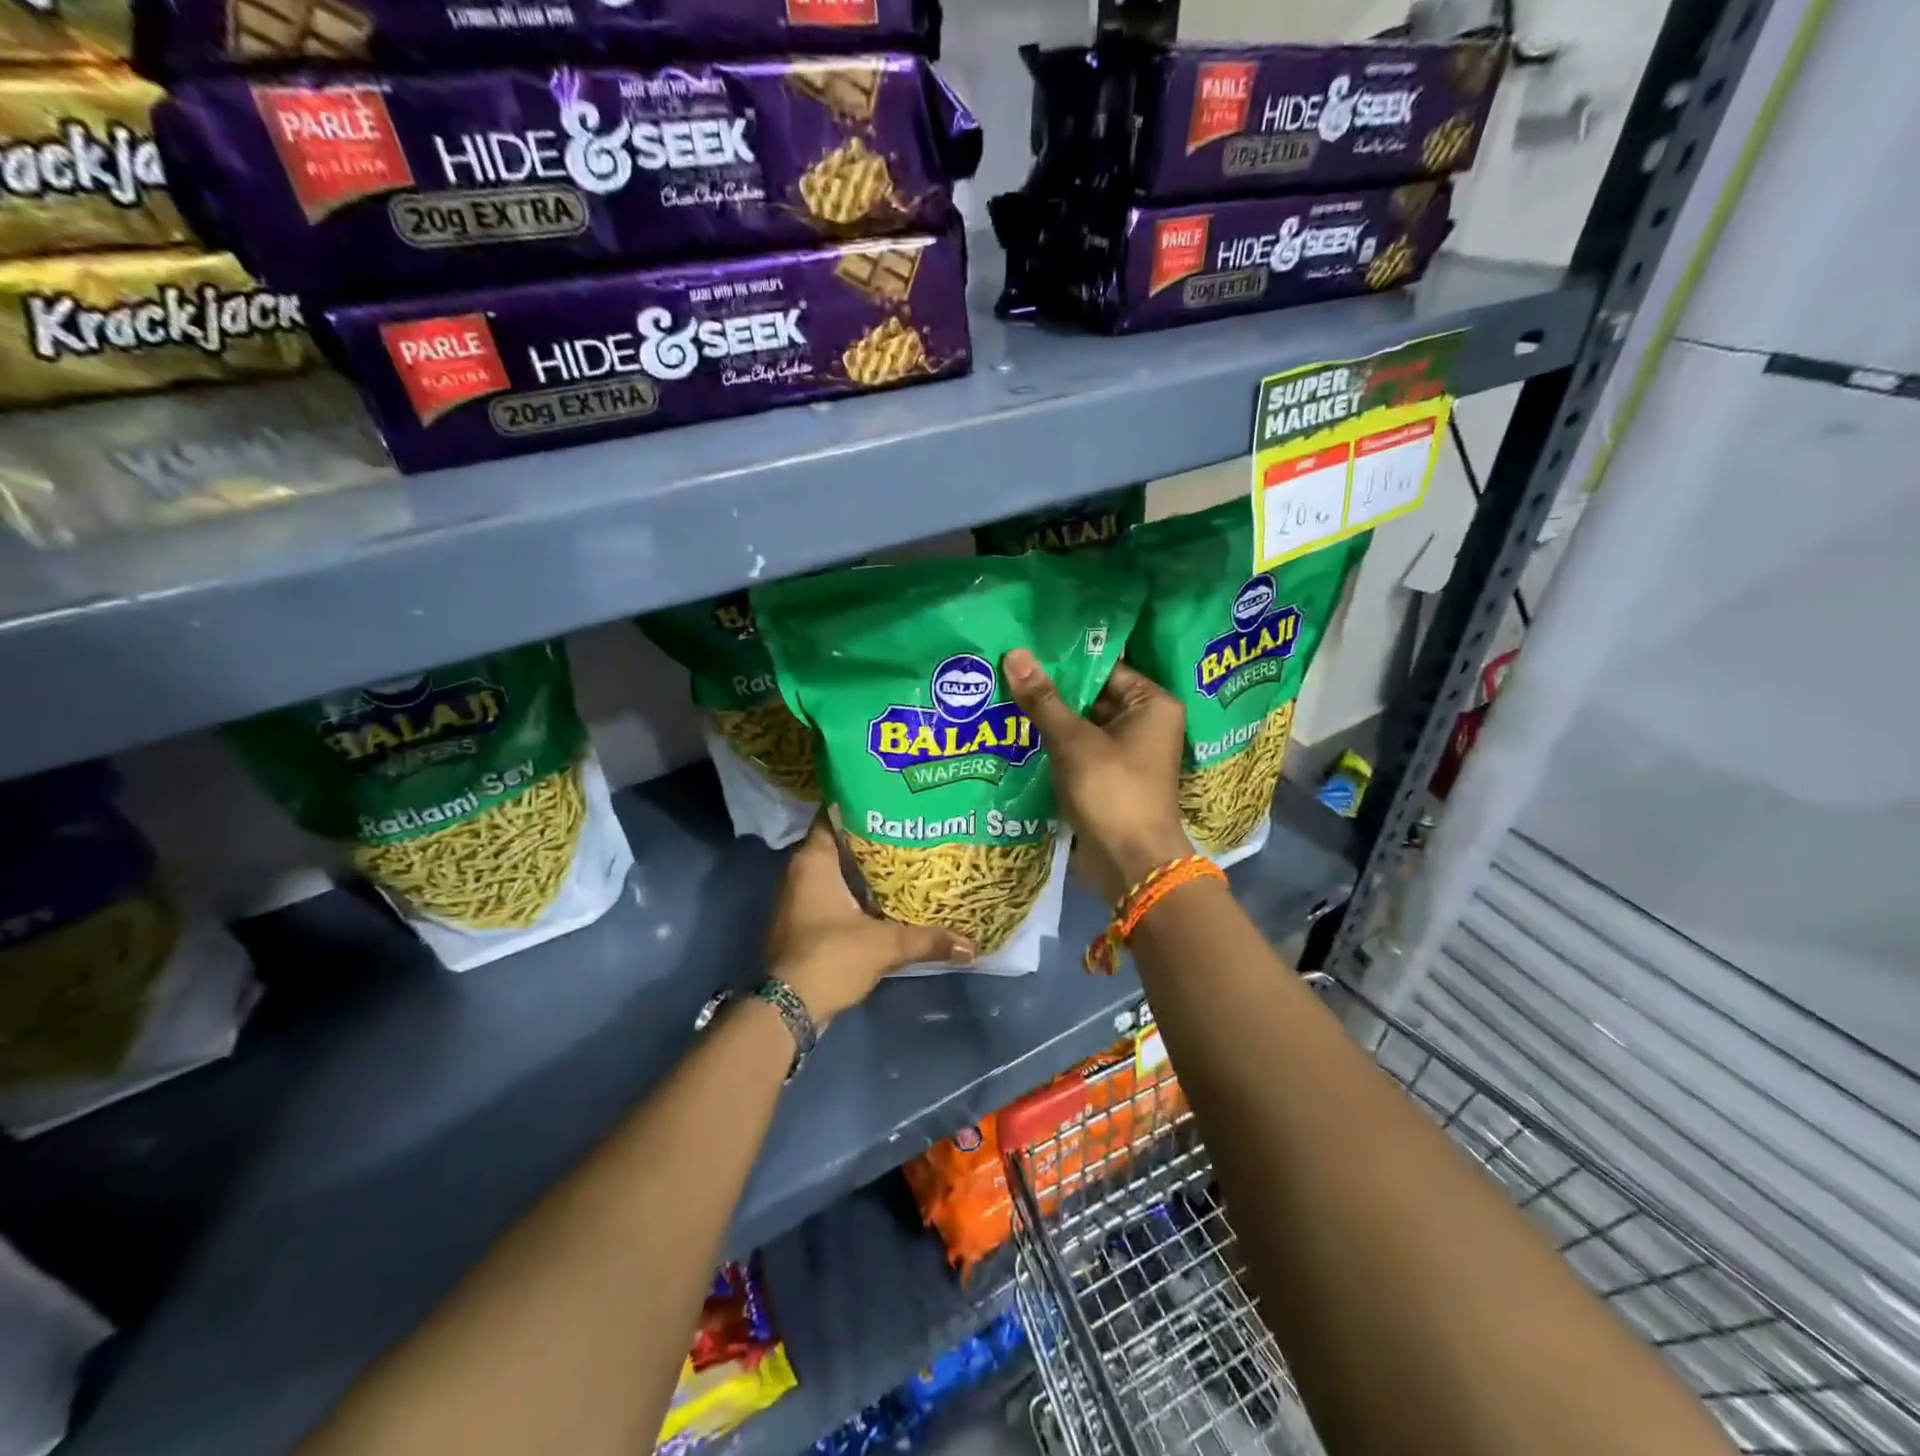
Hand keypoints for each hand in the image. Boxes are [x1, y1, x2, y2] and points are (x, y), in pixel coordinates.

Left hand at [764, 817, 973, 1022]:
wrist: (790, 1008)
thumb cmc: (832, 956)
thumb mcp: (885, 945)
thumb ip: (927, 939)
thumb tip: (971, 945)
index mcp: (813, 861)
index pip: (833, 815)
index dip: (860, 804)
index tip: (891, 799)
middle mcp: (799, 873)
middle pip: (837, 843)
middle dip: (869, 837)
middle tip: (907, 828)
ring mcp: (796, 899)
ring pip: (833, 871)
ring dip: (860, 867)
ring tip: (901, 859)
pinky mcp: (800, 924)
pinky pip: (830, 895)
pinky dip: (852, 893)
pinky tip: (882, 897)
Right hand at [1003, 649, 1192, 904]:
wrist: (1130, 865)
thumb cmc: (1112, 792)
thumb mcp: (1074, 741)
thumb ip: (1043, 699)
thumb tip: (1015, 653)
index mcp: (1151, 705)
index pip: (1105, 668)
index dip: (1065, 660)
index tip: (1025, 650)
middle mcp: (1143, 724)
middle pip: (1091, 696)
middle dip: (1051, 691)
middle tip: (1004, 671)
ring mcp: (1125, 753)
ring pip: (1080, 725)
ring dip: (1047, 719)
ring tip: (1001, 696)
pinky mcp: (1107, 778)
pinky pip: (1077, 751)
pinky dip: (1052, 746)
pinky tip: (1014, 734)